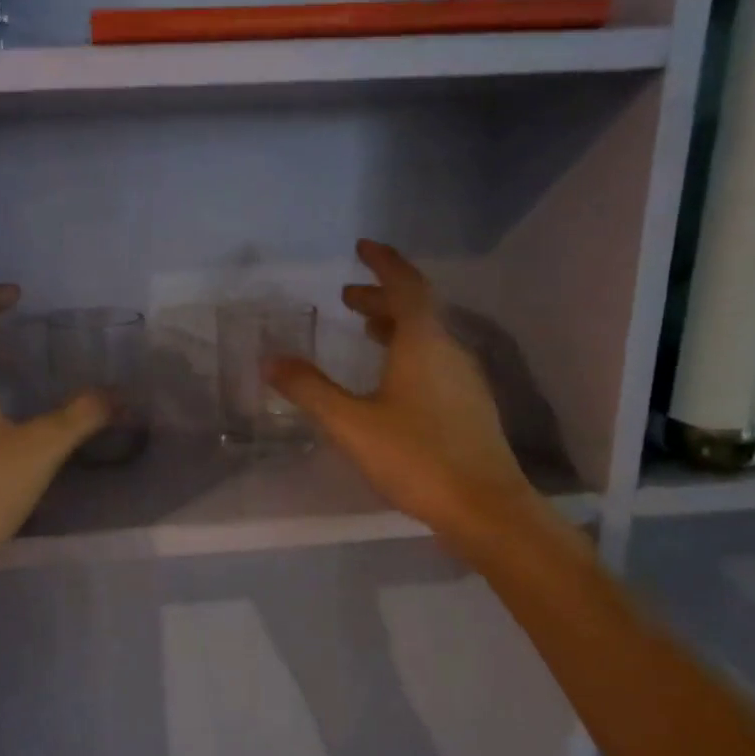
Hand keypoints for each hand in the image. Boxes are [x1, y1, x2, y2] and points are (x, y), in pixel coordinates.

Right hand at [266, 240, 544, 555]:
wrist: (484, 507)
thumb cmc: (415, 457)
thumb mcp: (351, 423)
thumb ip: (310, 389)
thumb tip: (270, 359)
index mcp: (423, 343)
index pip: (405, 286)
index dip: (383, 263)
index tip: (362, 248)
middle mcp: (449, 352)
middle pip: (416, 310)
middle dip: (381, 297)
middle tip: (347, 298)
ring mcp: (465, 380)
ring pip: (428, 338)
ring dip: (395, 326)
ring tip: (366, 331)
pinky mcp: (470, 407)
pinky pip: (435, 361)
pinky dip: (408, 353)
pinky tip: (392, 380)